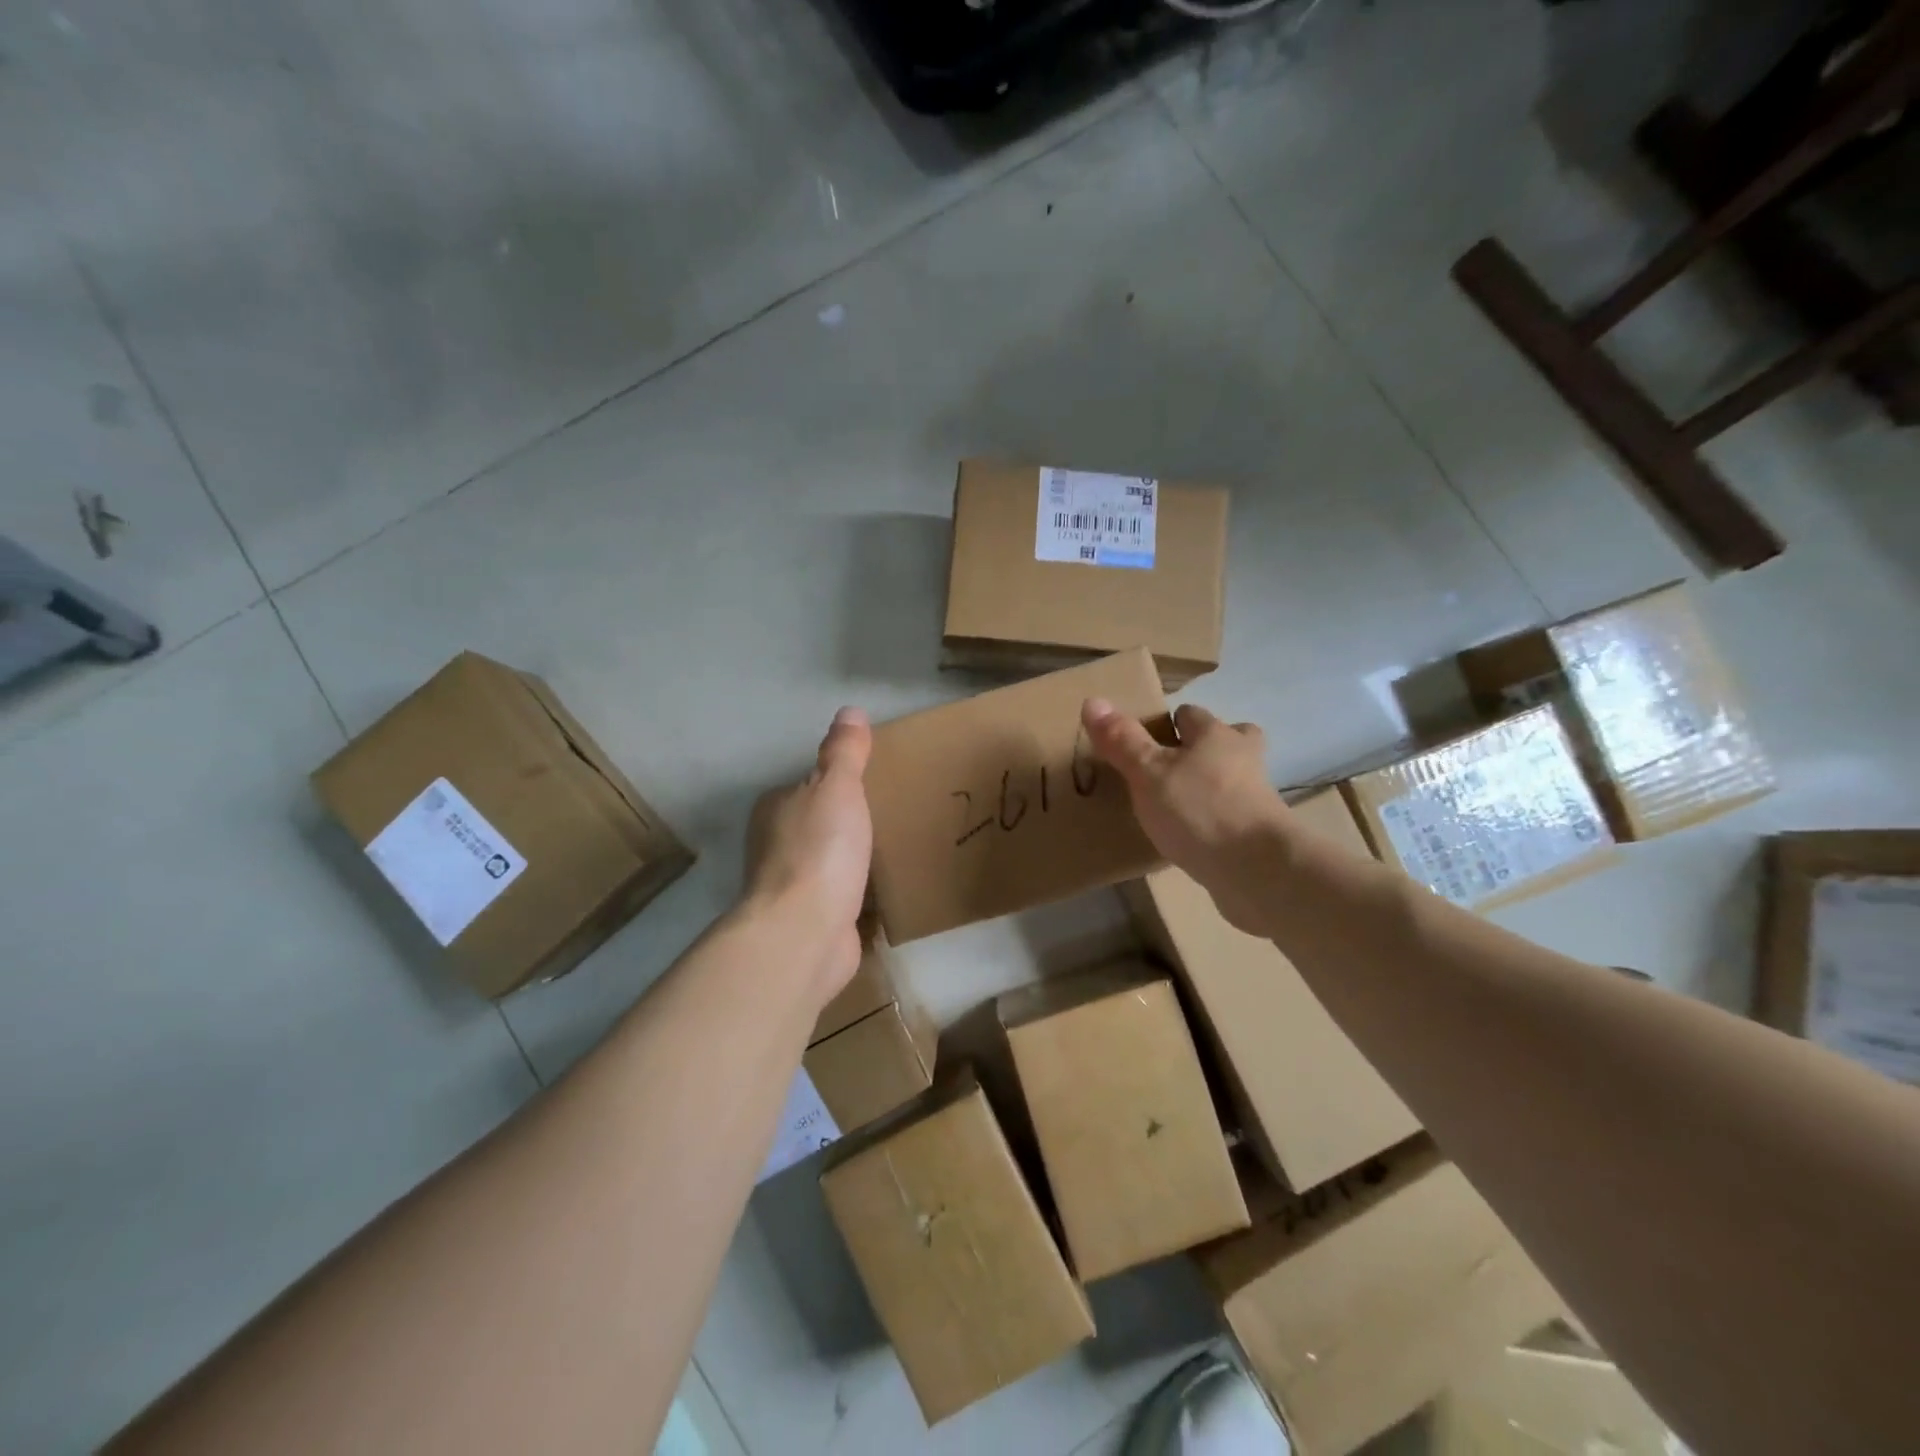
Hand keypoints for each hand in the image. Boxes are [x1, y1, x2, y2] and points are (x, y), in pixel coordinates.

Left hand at [745, 707, 873, 1003]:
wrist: (805, 932)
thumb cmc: (820, 849)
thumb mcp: (836, 787)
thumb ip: (844, 752)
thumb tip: (849, 710)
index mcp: (775, 808)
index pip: (807, 785)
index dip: (837, 783)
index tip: (873, 784)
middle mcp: (774, 844)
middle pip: (816, 824)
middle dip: (845, 823)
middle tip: (892, 815)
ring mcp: (790, 886)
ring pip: (826, 862)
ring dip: (850, 860)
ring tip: (892, 852)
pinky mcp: (809, 921)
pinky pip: (838, 897)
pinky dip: (855, 894)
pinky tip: (882, 894)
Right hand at [1081, 698, 1289, 933]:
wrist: (1257, 870)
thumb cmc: (1199, 809)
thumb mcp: (1148, 772)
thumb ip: (1122, 740)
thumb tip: (1093, 701)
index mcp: (1216, 735)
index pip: (1191, 714)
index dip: (1169, 724)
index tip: (1145, 742)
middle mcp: (1242, 758)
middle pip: (1224, 741)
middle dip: (1201, 750)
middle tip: (1169, 770)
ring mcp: (1256, 798)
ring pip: (1230, 780)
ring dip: (1208, 788)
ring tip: (1174, 807)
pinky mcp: (1259, 834)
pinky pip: (1231, 818)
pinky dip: (1214, 822)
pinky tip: (1190, 840)